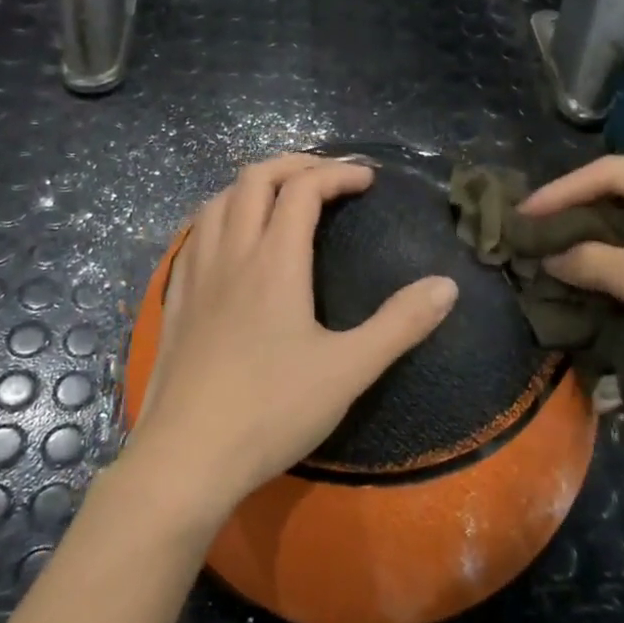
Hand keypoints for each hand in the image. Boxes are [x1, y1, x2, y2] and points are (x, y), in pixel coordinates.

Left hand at [128, 154, 458, 523]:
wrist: (185, 459)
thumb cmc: (271, 411)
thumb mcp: (348, 370)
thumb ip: (400, 324)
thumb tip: (447, 285)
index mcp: (274, 261)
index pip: (303, 189)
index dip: (338, 174)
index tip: (368, 181)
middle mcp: (230, 253)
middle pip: (254, 178)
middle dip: (294, 164)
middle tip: (328, 176)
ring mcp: (195, 275)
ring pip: (218, 201)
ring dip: (254, 185)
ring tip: (282, 198)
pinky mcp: (176, 299)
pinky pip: (195, 234)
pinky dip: (221, 215)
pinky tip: (230, 241)